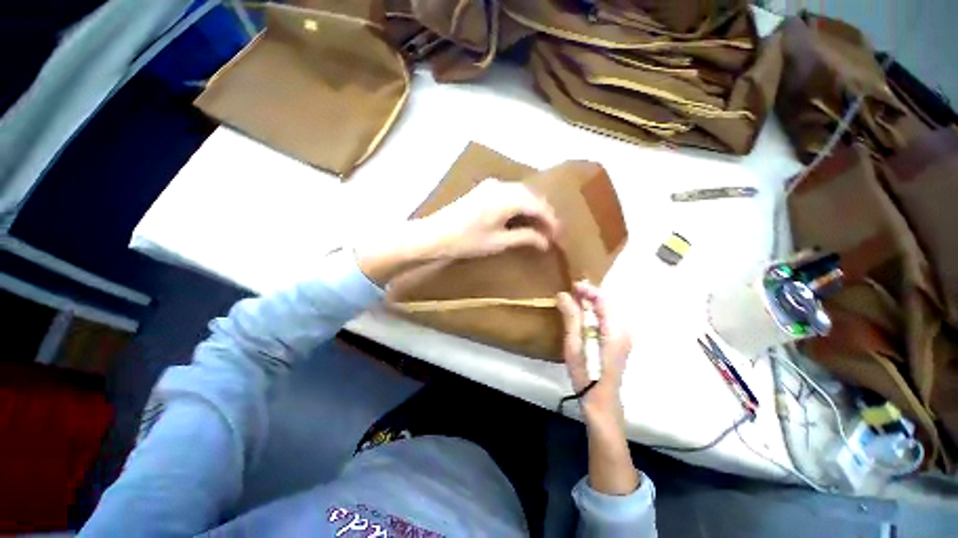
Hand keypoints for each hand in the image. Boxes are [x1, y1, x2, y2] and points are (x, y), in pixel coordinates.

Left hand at [422, 178, 559, 259]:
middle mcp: (502, 186)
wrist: (434, 234)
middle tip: (549, 233)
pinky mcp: (483, 190)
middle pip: (532, 197)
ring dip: (532, 209)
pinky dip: (519, 205)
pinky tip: (520, 217)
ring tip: (537, 227)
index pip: (539, 206)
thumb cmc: (467, 241)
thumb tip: (546, 241)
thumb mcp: (499, 242)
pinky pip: (510, 193)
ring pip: (521, 193)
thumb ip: (525, 237)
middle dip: (543, 214)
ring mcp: (491, 185)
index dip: (551, 221)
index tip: (558, 236)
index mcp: (507, 198)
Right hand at [557, 281, 631, 425]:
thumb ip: (571, 317)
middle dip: (589, 295)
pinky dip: (594, 314)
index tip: (572, 286)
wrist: (601, 400)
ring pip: (607, 312)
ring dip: (591, 304)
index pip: (603, 300)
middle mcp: (624, 331)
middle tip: (570, 293)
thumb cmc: (586, 373)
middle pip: (607, 304)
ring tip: (573, 302)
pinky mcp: (620, 343)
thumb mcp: (574, 344)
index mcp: (615, 330)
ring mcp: (624, 337)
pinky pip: (607, 321)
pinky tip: (582, 317)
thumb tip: (564, 294)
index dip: (588, 290)